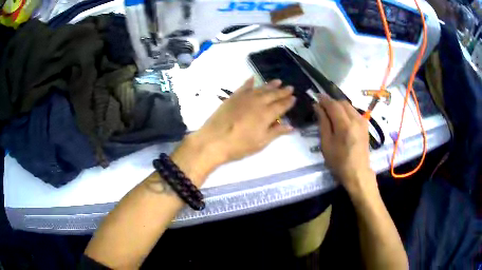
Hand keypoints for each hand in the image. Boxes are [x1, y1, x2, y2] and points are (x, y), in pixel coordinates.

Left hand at [190, 77, 295, 165]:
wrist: (213, 141)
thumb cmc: (239, 146)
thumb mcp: (261, 142)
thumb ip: (276, 132)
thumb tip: (291, 126)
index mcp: (266, 114)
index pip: (281, 106)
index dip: (288, 102)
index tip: (294, 97)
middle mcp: (257, 102)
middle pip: (272, 95)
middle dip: (282, 91)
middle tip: (290, 87)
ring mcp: (244, 98)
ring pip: (260, 89)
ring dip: (270, 85)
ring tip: (278, 81)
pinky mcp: (232, 97)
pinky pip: (243, 87)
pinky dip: (249, 82)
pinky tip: (253, 78)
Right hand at [313, 94, 374, 191]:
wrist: (358, 172)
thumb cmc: (339, 161)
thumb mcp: (326, 143)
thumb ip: (323, 122)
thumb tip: (318, 107)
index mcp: (345, 125)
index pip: (333, 104)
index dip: (324, 99)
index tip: (316, 97)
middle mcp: (356, 119)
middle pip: (342, 102)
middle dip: (331, 102)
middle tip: (322, 107)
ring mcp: (362, 121)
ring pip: (349, 106)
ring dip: (339, 106)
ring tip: (330, 113)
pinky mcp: (365, 125)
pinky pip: (354, 111)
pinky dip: (346, 111)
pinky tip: (341, 118)